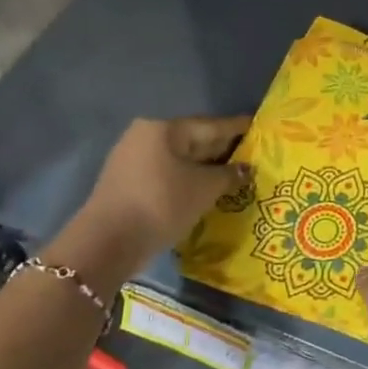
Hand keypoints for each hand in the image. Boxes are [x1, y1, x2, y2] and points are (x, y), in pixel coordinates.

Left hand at [68, 116, 250, 276]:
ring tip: (234, 176)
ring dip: (205, 168)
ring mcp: (133, 160)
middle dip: (222, 150)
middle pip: (193, 140)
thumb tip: (246, 169)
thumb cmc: (161, 204)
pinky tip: (205, 190)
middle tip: (252, 155)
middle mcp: (146, 137)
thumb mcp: (204, 189)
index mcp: (164, 129)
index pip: (211, 126)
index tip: (259, 127)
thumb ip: (229, 175)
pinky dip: (187, 180)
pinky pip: (167, 175)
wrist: (108, 242)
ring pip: (179, 160)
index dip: (238, 128)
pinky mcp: (128, 183)